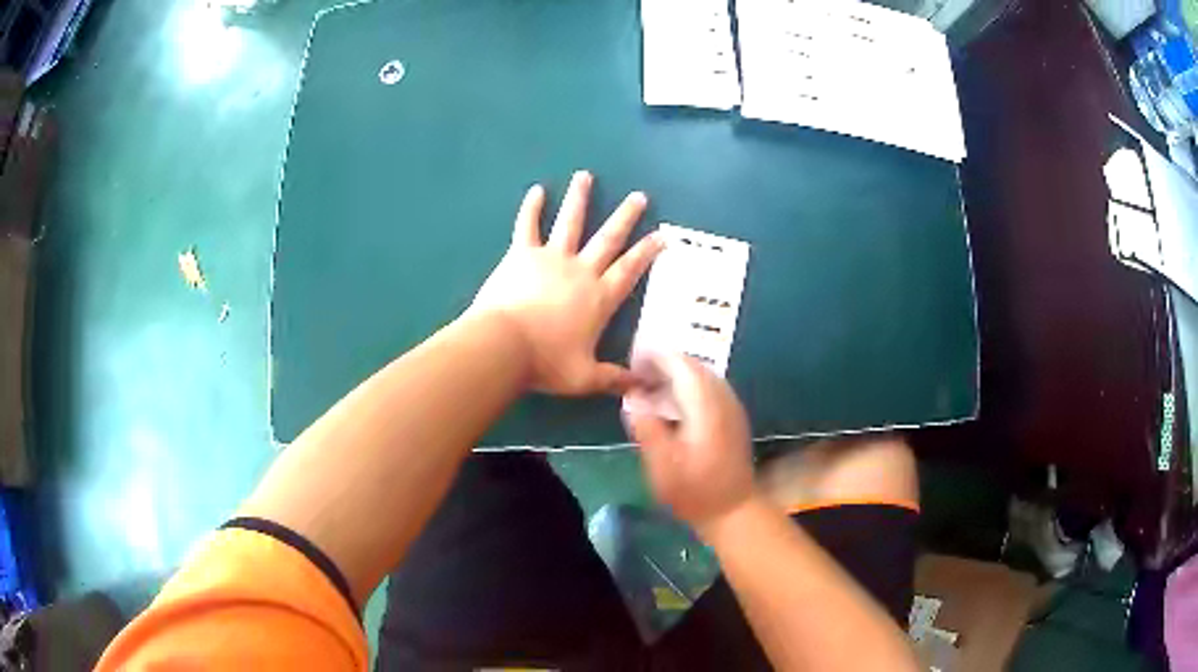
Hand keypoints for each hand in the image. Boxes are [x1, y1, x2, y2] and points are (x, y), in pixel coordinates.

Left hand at [472, 171, 662, 394]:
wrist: (504, 346)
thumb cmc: (547, 363)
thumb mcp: (586, 378)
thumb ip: (616, 380)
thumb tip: (645, 390)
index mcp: (599, 297)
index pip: (630, 270)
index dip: (647, 252)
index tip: (661, 236)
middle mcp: (581, 271)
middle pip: (608, 239)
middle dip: (625, 217)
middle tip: (639, 196)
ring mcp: (551, 258)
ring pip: (570, 222)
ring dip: (580, 198)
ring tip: (585, 176)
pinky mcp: (522, 254)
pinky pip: (527, 226)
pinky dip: (531, 208)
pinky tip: (536, 190)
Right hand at [623, 353, 754, 530]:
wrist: (734, 510)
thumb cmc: (695, 492)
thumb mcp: (663, 467)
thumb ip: (647, 428)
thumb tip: (632, 397)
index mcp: (706, 408)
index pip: (682, 366)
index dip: (657, 356)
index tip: (632, 357)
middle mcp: (722, 400)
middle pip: (694, 366)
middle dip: (665, 361)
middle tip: (637, 370)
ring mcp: (731, 407)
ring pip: (703, 375)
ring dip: (677, 371)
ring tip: (650, 381)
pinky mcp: (732, 417)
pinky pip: (709, 387)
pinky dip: (688, 384)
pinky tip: (672, 399)